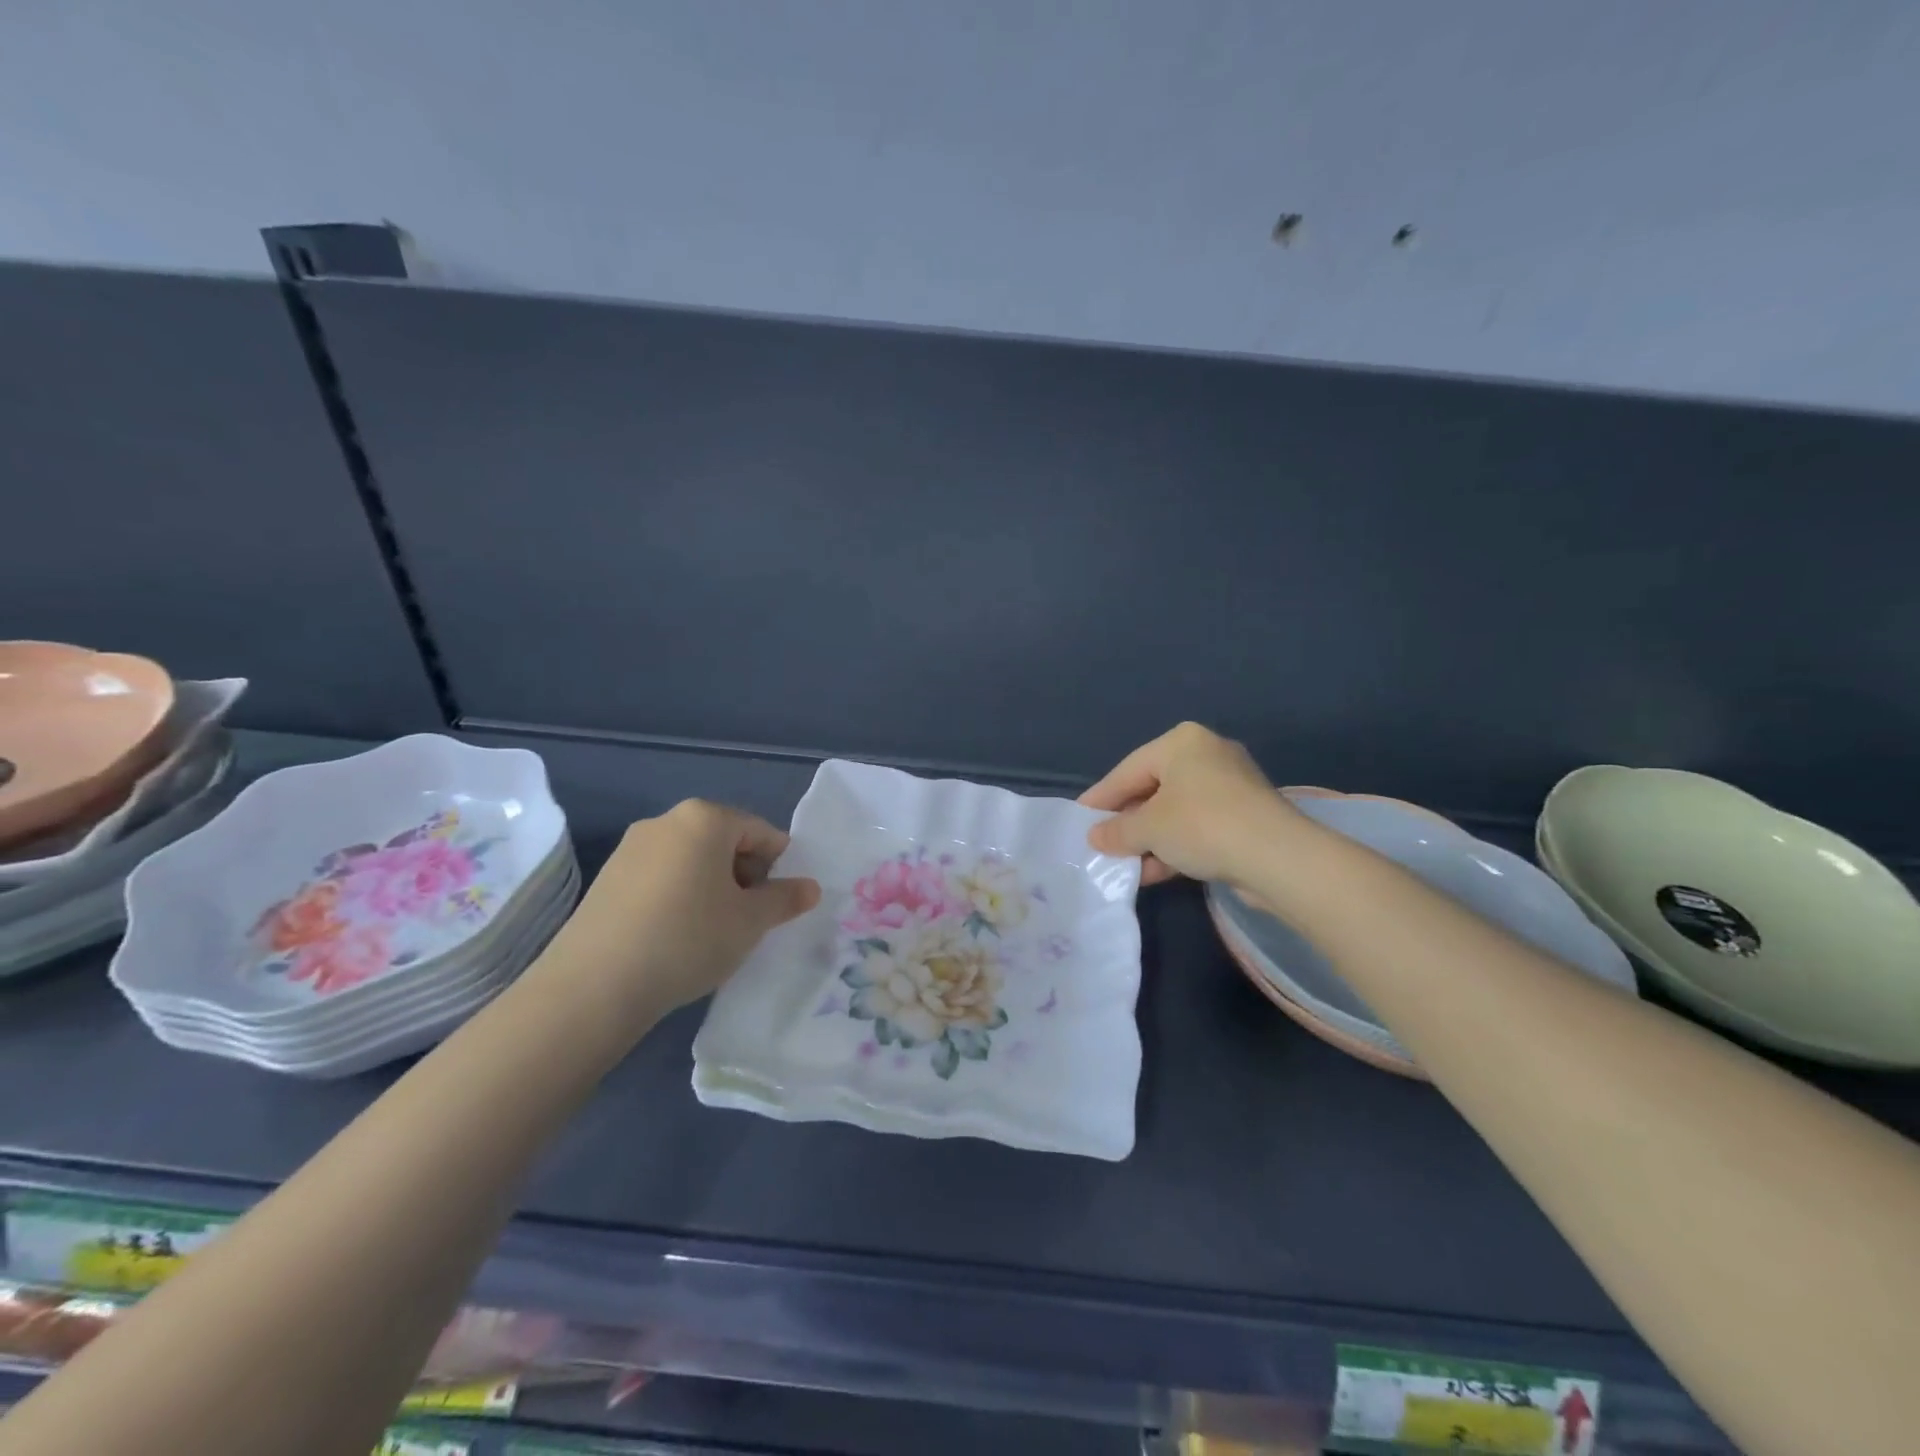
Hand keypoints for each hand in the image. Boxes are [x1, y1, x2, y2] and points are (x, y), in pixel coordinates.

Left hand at [534, 800, 819, 1036]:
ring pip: (691, 860)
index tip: (778, 904)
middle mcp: (666, 821)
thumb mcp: (751, 922)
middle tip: (747, 920)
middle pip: (724, 841)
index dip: (779, 867)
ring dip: (711, 887)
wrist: (594, 985)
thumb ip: (785, 899)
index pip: (761, 832)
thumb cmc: (688, 938)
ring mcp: (631, 848)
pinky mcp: (607, 877)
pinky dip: (678, 897)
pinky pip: (660, 877)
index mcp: (706, 818)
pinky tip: (674, 937)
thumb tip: (810, 887)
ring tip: (711, 932)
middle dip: (744, 875)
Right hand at [1080, 723, 1305, 888]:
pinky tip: (1154, 872)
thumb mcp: (1148, 829)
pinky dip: (1176, 846)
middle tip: (1101, 843)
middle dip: (1127, 821)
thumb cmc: (1202, 826)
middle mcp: (1207, 755)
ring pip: (1176, 811)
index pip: (1127, 770)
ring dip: (1150, 839)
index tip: (1079, 818)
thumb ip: (1117, 831)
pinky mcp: (1246, 815)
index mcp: (1181, 742)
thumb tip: (1095, 837)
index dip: (1100, 798)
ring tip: (1125, 865)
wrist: (1278, 857)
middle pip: (1152, 789)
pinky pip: (1198, 827)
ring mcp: (1230, 785)